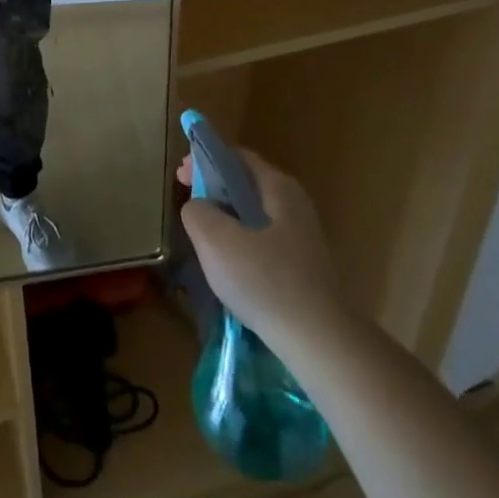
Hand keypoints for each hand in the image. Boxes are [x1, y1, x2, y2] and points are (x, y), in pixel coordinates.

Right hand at [177, 149, 337, 349]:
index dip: (204, 160)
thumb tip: (198, 206)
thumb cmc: (264, 281)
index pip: (236, 157)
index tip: (180, 177)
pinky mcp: (304, 266)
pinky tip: (230, 267)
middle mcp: (295, 204)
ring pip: (254, 214)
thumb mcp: (215, 240)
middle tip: (189, 205)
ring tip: (203, 237)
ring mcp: (303, 236)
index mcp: (278, 188)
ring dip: (226, 217)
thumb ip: (197, 211)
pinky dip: (241, 241)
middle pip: (246, 184)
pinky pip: (264, 240)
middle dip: (214, 189)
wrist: (319, 340)